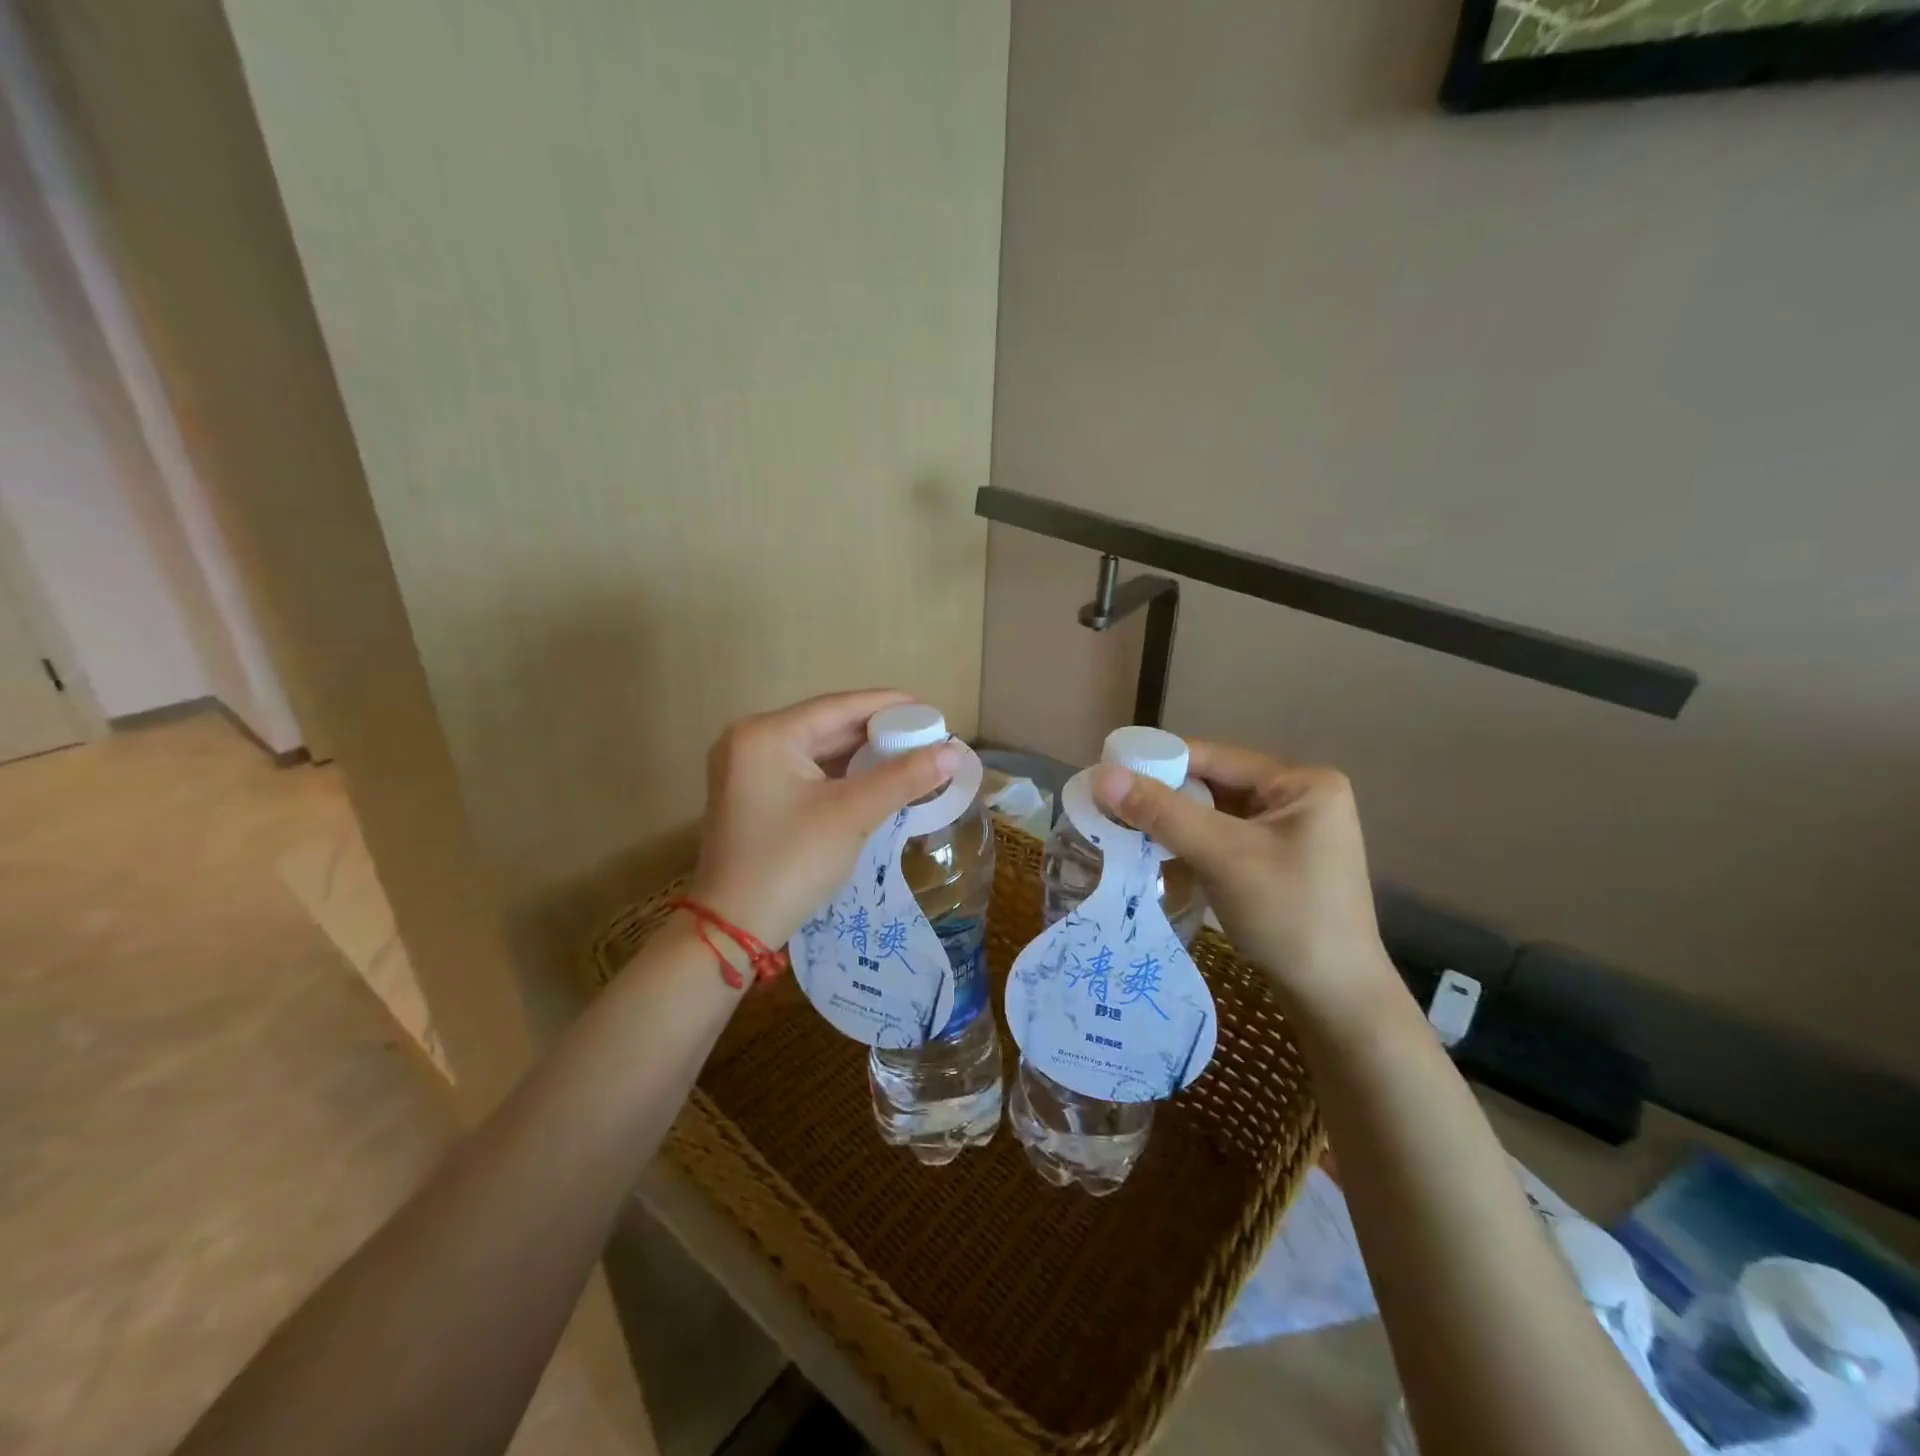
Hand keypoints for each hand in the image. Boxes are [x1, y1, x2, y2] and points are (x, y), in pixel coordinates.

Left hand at [689, 690, 959, 947]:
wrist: (733, 929)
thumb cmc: (791, 862)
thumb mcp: (852, 815)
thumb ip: (904, 778)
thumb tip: (953, 753)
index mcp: (766, 734)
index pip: (838, 707)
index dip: (888, 705)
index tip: (930, 709)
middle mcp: (750, 741)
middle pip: (827, 726)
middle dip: (878, 733)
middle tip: (926, 736)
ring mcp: (747, 770)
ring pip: (817, 750)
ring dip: (861, 755)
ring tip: (910, 756)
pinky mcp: (752, 796)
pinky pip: (805, 772)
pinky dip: (840, 775)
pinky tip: (875, 779)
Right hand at [1093, 742, 1395, 1021]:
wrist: (1336, 1000)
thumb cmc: (1288, 917)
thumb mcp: (1222, 856)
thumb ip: (1162, 812)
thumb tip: (1102, 776)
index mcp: (1302, 783)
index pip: (1215, 758)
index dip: (1159, 762)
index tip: (1107, 773)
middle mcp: (1299, 799)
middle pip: (1214, 785)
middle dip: (1164, 799)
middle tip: (1110, 808)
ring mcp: (1290, 834)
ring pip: (1214, 815)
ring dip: (1173, 825)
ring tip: (1124, 832)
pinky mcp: (1278, 864)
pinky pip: (1223, 841)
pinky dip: (1191, 848)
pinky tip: (1158, 859)